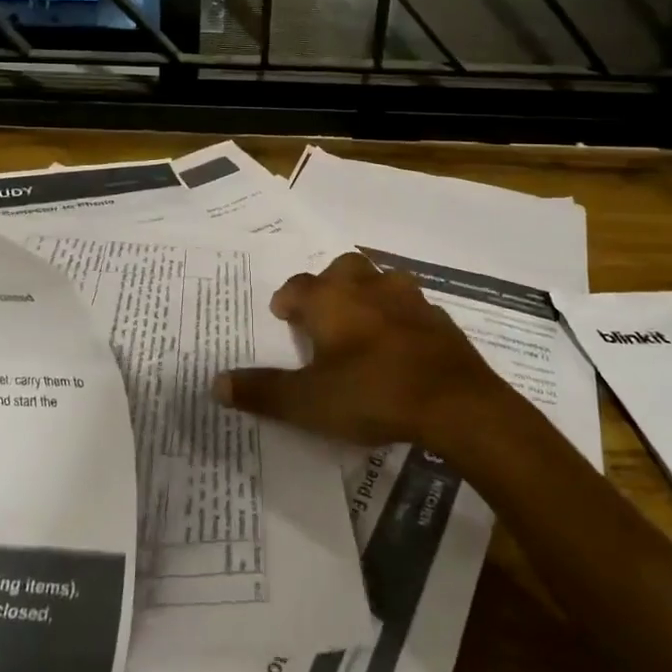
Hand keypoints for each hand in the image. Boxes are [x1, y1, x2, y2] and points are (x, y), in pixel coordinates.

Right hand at [213, 251, 514, 451]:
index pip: (297, 286)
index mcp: (330, 300)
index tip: (282, 316)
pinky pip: (410, 307)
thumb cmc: (372, 394)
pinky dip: (398, 317)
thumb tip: (215, 383)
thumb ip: (262, 391)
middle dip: (327, 285)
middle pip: (341, 269)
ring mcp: (407, 299)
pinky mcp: (438, 319)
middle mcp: (367, 287)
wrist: (456, 403)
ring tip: (359, 325)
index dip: (286, 300)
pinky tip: (398, 345)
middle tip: (321, 314)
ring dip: (366, 294)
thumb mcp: (308, 402)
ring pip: (380, 281)